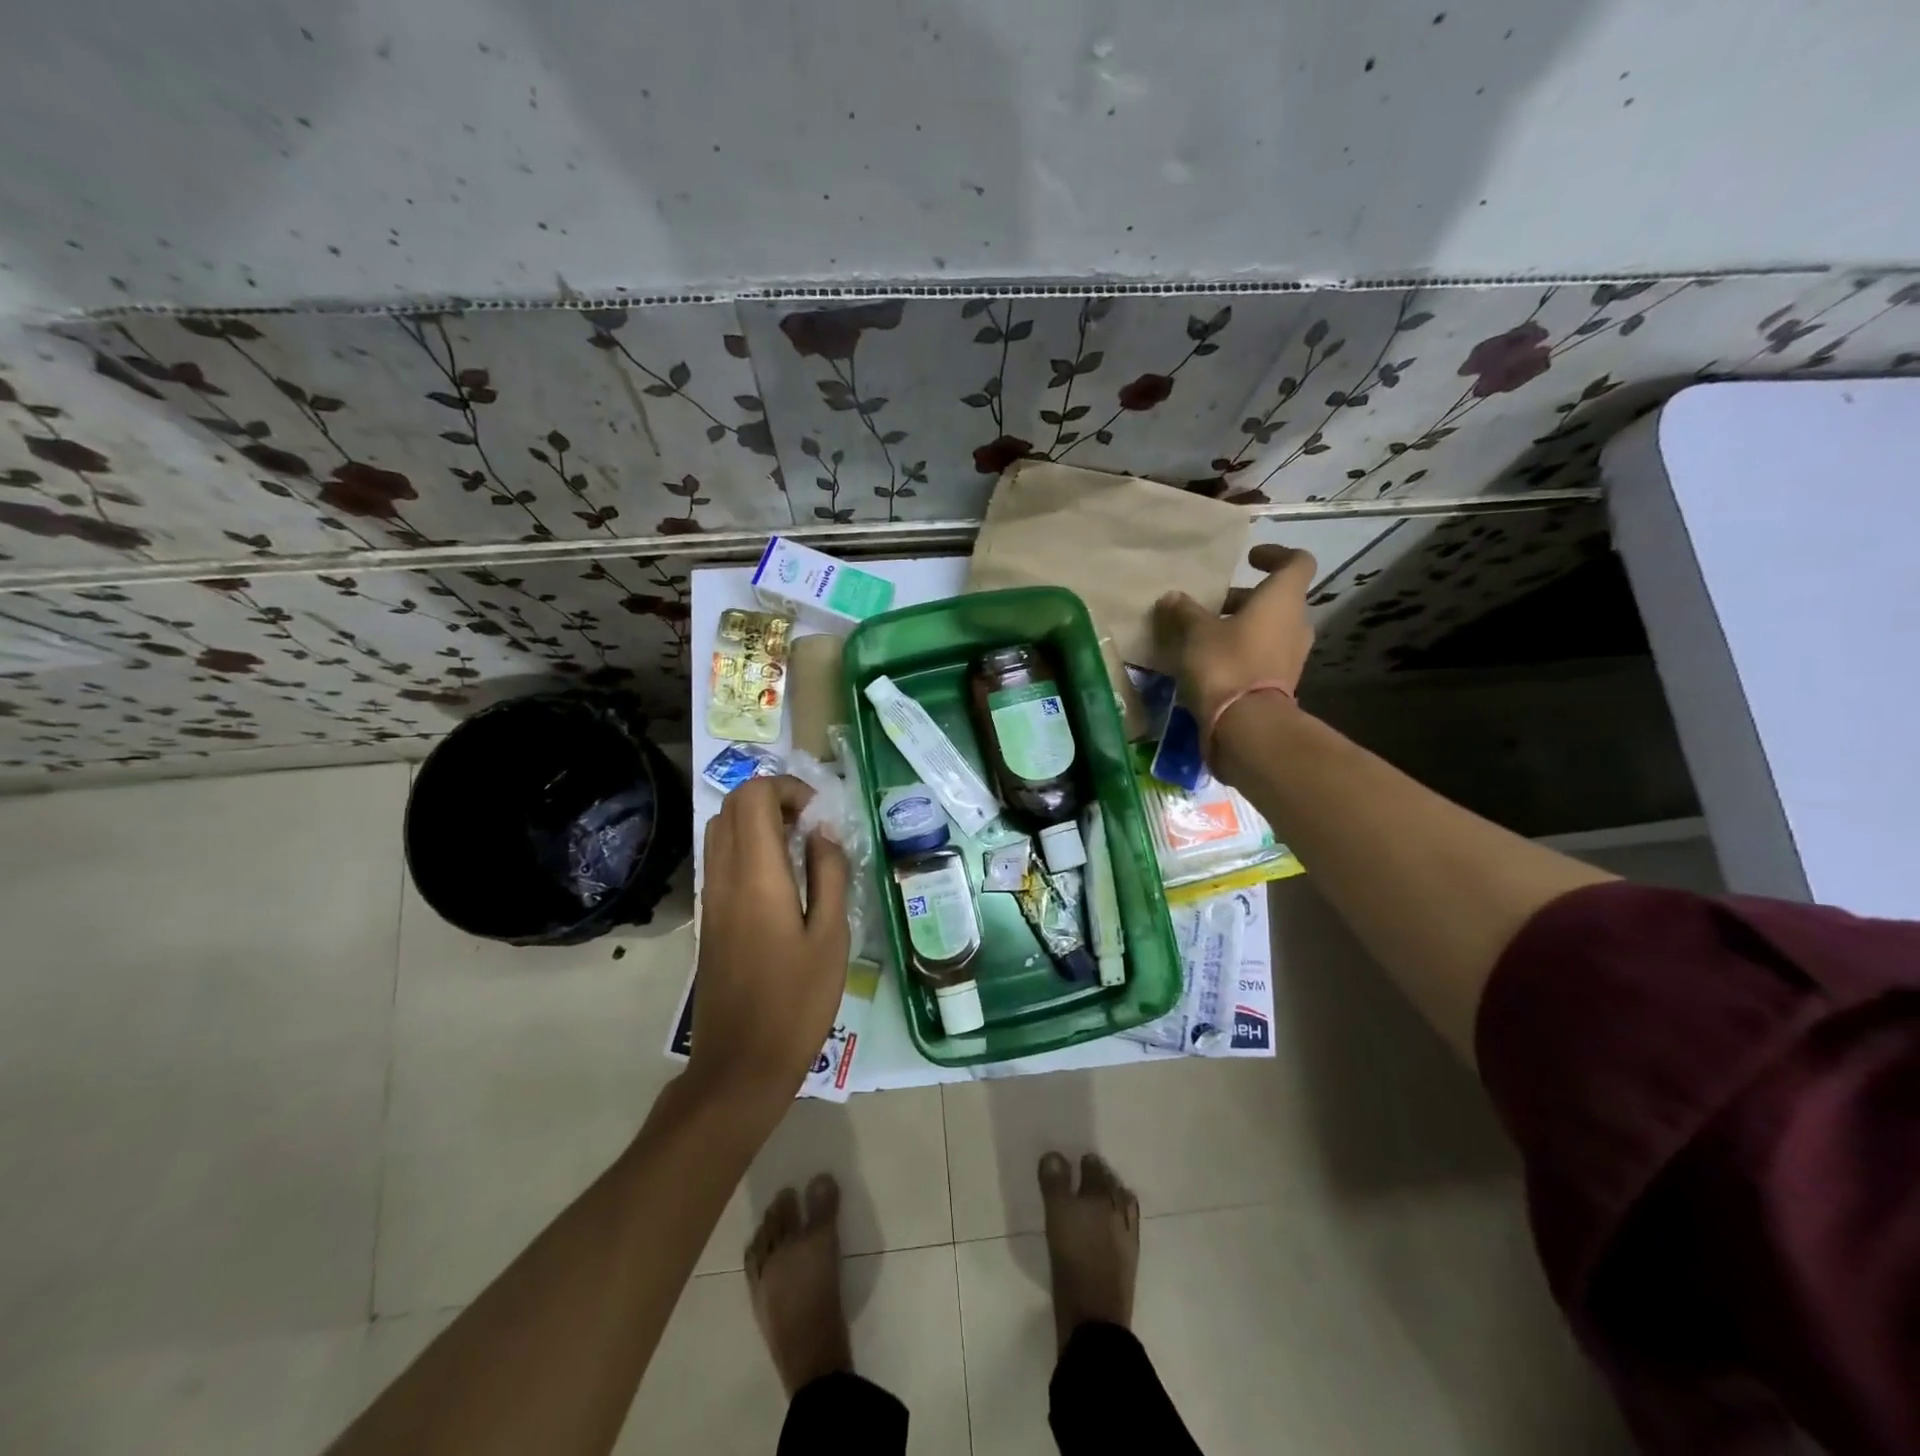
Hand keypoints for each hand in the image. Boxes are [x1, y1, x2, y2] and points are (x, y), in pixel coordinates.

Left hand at [688, 776, 850, 1114]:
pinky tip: (780, 878)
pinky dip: (747, 846)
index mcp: (757, 876)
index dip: (786, 788)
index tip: (818, 813)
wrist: (740, 1064)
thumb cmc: (796, 1002)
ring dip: (757, 821)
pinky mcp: (708, 916)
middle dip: (773, 798)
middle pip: (732, 806)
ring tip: (798, 848)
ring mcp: (710, 897)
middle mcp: (724, 876)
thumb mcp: (831, 936)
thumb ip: (829, 874)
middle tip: (811, 825)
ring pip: (721, 830)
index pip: (753, 797)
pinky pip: (721, 858)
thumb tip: (822, 834)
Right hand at [1153, 543, 1317, 729]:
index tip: (1249, 559)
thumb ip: (1185, 612)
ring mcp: (1291, 658)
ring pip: (1268, 630)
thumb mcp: (1196, 633)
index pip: (1297, 562)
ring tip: (1203, 636)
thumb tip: (1172, 597)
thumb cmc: (1226, 664)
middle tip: (1211, 605)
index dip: (1275, 554)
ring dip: (1240, 628)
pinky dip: (1240, 654)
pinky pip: (1261, 658)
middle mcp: (1295, 625)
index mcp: (1283, 600)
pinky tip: (1208, 664)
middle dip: (1244, 599)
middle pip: (1276, 600)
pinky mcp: (1279, 685)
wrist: (1247, 726)